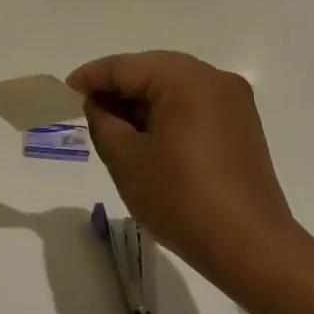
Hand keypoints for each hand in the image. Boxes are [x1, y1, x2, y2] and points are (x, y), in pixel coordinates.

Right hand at [66, 51, 299, 282]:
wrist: (249, 246)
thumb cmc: (180, 198)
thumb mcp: (126, 158)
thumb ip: (103, 121)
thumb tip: (99, 104)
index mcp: (187, 79)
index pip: (126, 66)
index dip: (91, 77)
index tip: (65, 91)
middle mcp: (215, 79)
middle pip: (152, 71)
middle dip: (117, 87)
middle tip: (85, 108)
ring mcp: (233, 103)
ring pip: (173, 88)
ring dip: (141, 102)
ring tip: (111, 126)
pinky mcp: (240, 126)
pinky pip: (193, 106)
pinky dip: (165, 114)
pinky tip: (145, 137)